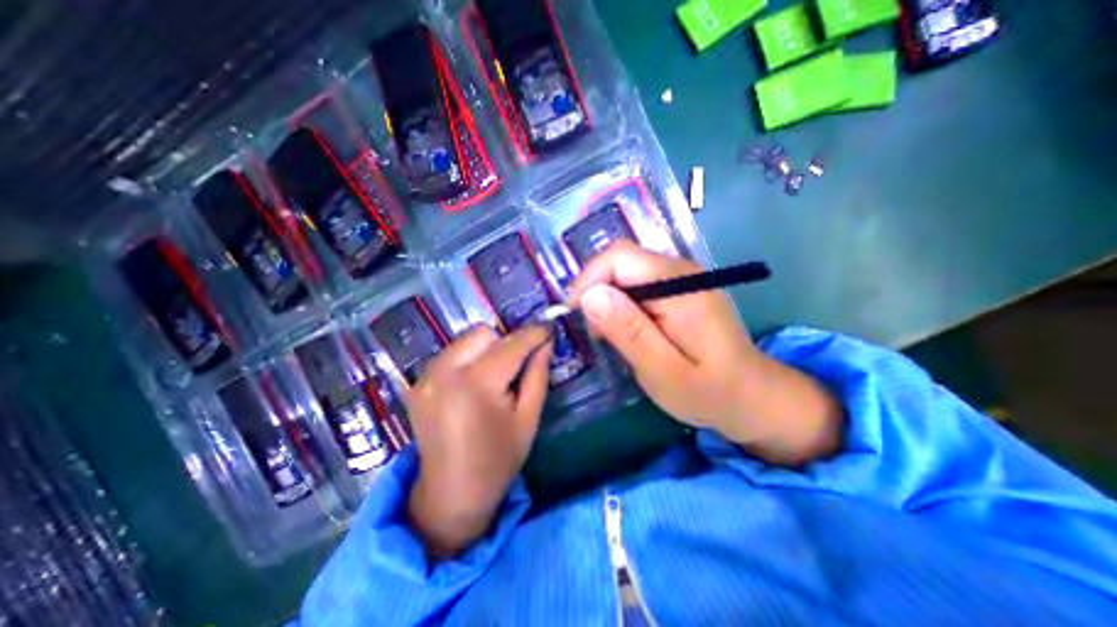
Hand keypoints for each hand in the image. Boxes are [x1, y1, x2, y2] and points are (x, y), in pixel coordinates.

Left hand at [410, 324, 550, 558]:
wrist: (450, 495)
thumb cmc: (497, 461)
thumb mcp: (528, 419)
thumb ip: (537, 376)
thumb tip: (546, 343)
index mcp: (477, 384)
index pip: (512, 344)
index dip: (534, 334)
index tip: (549, 330)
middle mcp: (445, 372)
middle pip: (484, 333)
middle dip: (506, 342)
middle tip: (518, 364)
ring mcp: (426, 376)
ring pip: (466, 339)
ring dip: (487, 349)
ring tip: (497, 375)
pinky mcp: (419, 382)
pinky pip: (451, 353)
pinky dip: (469, 358)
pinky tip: (476, 383)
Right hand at [572, 243, 842, 466]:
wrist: (752, 396)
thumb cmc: (709, 391)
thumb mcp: (663, 370)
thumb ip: (628, 331)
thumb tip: (590, 295)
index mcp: (679, 285)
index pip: (619, 256)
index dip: (589, 279)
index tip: (577, 315)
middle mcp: (681, 270)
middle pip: (621, 261)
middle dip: (597, 292)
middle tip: (596, 333)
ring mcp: (681, 277)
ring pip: (626, 272)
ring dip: (608, 300)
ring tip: (610, 337)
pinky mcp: (679, 289)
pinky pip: (638, 284)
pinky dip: (622, 304)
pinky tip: (627, 331)